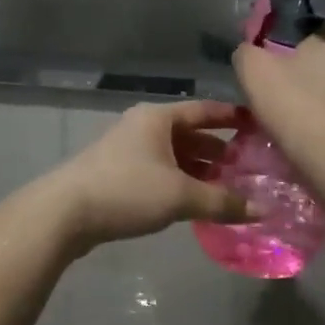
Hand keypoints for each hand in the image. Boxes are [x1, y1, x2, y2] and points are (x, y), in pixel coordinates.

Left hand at [50, 101, 254, 251]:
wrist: (64, 213)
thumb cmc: (127, 190)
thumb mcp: (180, 195)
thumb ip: (221, 202)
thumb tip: (260, 210)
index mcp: (158, 118)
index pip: (204, 110)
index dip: (232, 117)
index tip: (258, 125)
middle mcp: (143, 127)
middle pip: (190, 134)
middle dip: (218, 151)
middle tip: (249, 168)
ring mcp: (127, 150)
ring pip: (174, 156)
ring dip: (199, 170)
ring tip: (228, 189)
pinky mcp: (117, 174)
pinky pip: (159, 172)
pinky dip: (180, 182)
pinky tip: (194, 202)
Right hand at [234, 19, 324, 153]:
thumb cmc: (294, 101)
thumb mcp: (253, 66)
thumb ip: (246, 49)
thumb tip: (249, 52)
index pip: (304, 15)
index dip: (278, 26)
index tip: (259, 43)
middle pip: (309, 47)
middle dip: (286, 57)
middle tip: (259, 70)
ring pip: (314, 75)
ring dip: (293, 83)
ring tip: (266, 96)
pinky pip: (319, 99)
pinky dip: (302, 104)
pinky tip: (282, 115)